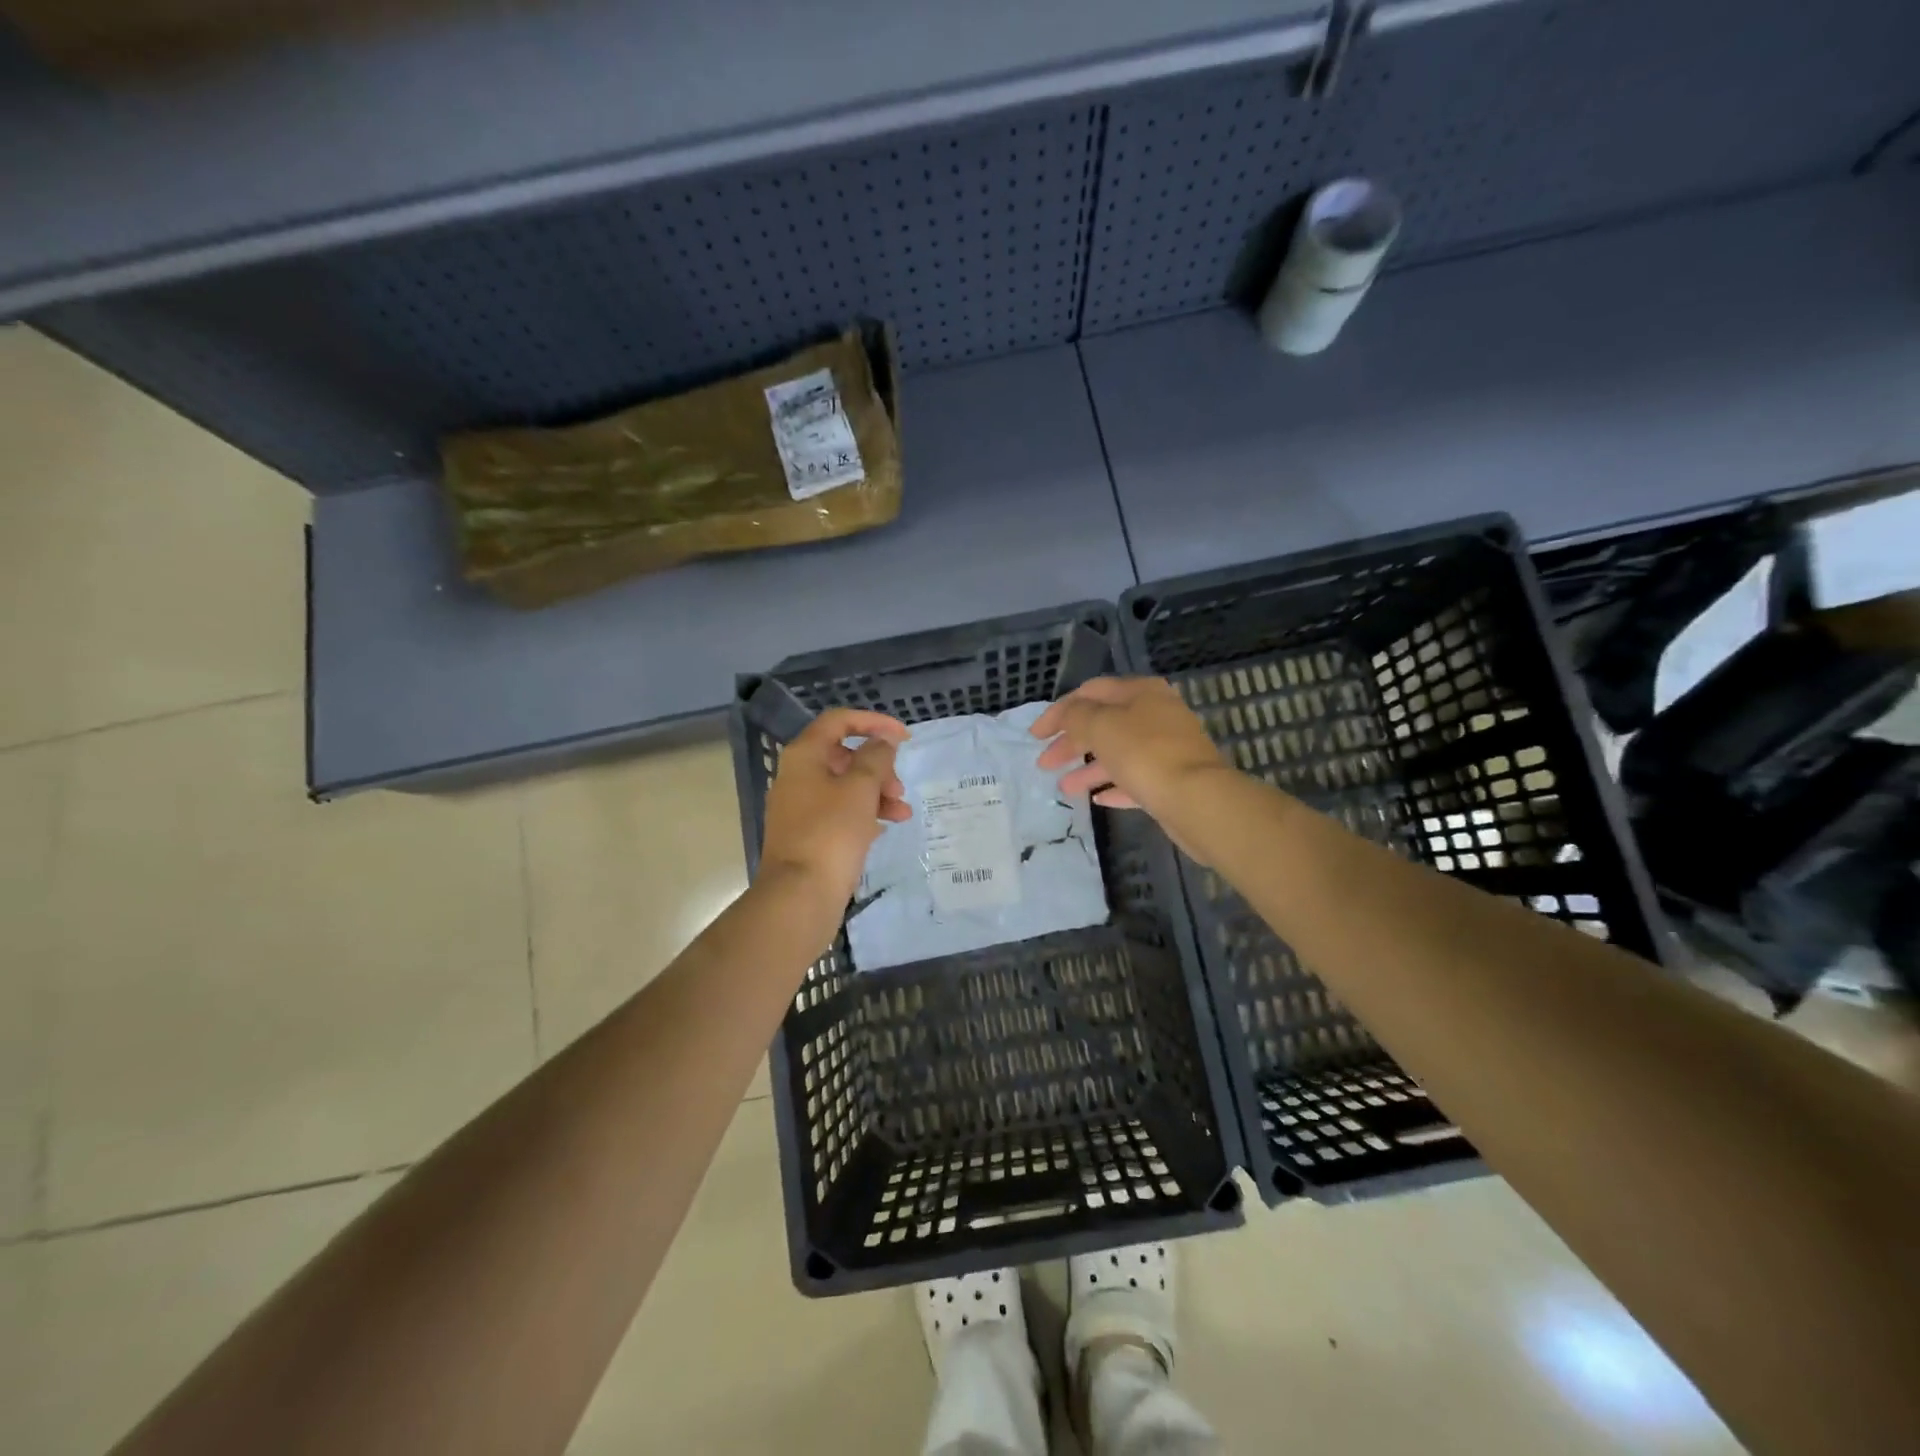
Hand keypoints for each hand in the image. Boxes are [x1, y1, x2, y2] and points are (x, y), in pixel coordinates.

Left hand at [759, 708, 911, 905]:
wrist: (800, 895)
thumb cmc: (831, 833)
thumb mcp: (860, 789)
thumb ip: (876, 758)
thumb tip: (883, 741)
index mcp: (804, 756)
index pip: (839, 721)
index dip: (873, 722)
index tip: (904, 737)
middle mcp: (797, 776)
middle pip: (844, 755)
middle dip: (878, 766)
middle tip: (899, 787)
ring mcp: (800, 807)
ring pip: (845, 786)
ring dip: (877, 793)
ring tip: (902, 813)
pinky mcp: (808, 834)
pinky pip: (840, 812)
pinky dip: (864, 813)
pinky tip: (885, 828)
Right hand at [1032, 676, 1231, 837]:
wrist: (1197, 799)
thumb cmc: (1144, 753)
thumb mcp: (1100, 725)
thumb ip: (1076, 716)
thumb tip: (1069, 715)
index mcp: (1140, 692)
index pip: (1090, 692)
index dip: (1059, 711)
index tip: (1035, 735)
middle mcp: (1156, 713)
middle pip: (1104, 723)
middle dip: (1071, 742)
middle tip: (1045, 764)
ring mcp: (1167, 747)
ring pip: (1118, 753)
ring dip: (1088, 768)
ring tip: (1065, 788)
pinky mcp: (1173, 779)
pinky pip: (1136, 778)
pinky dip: (1113, 785)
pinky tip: (1097, 798)